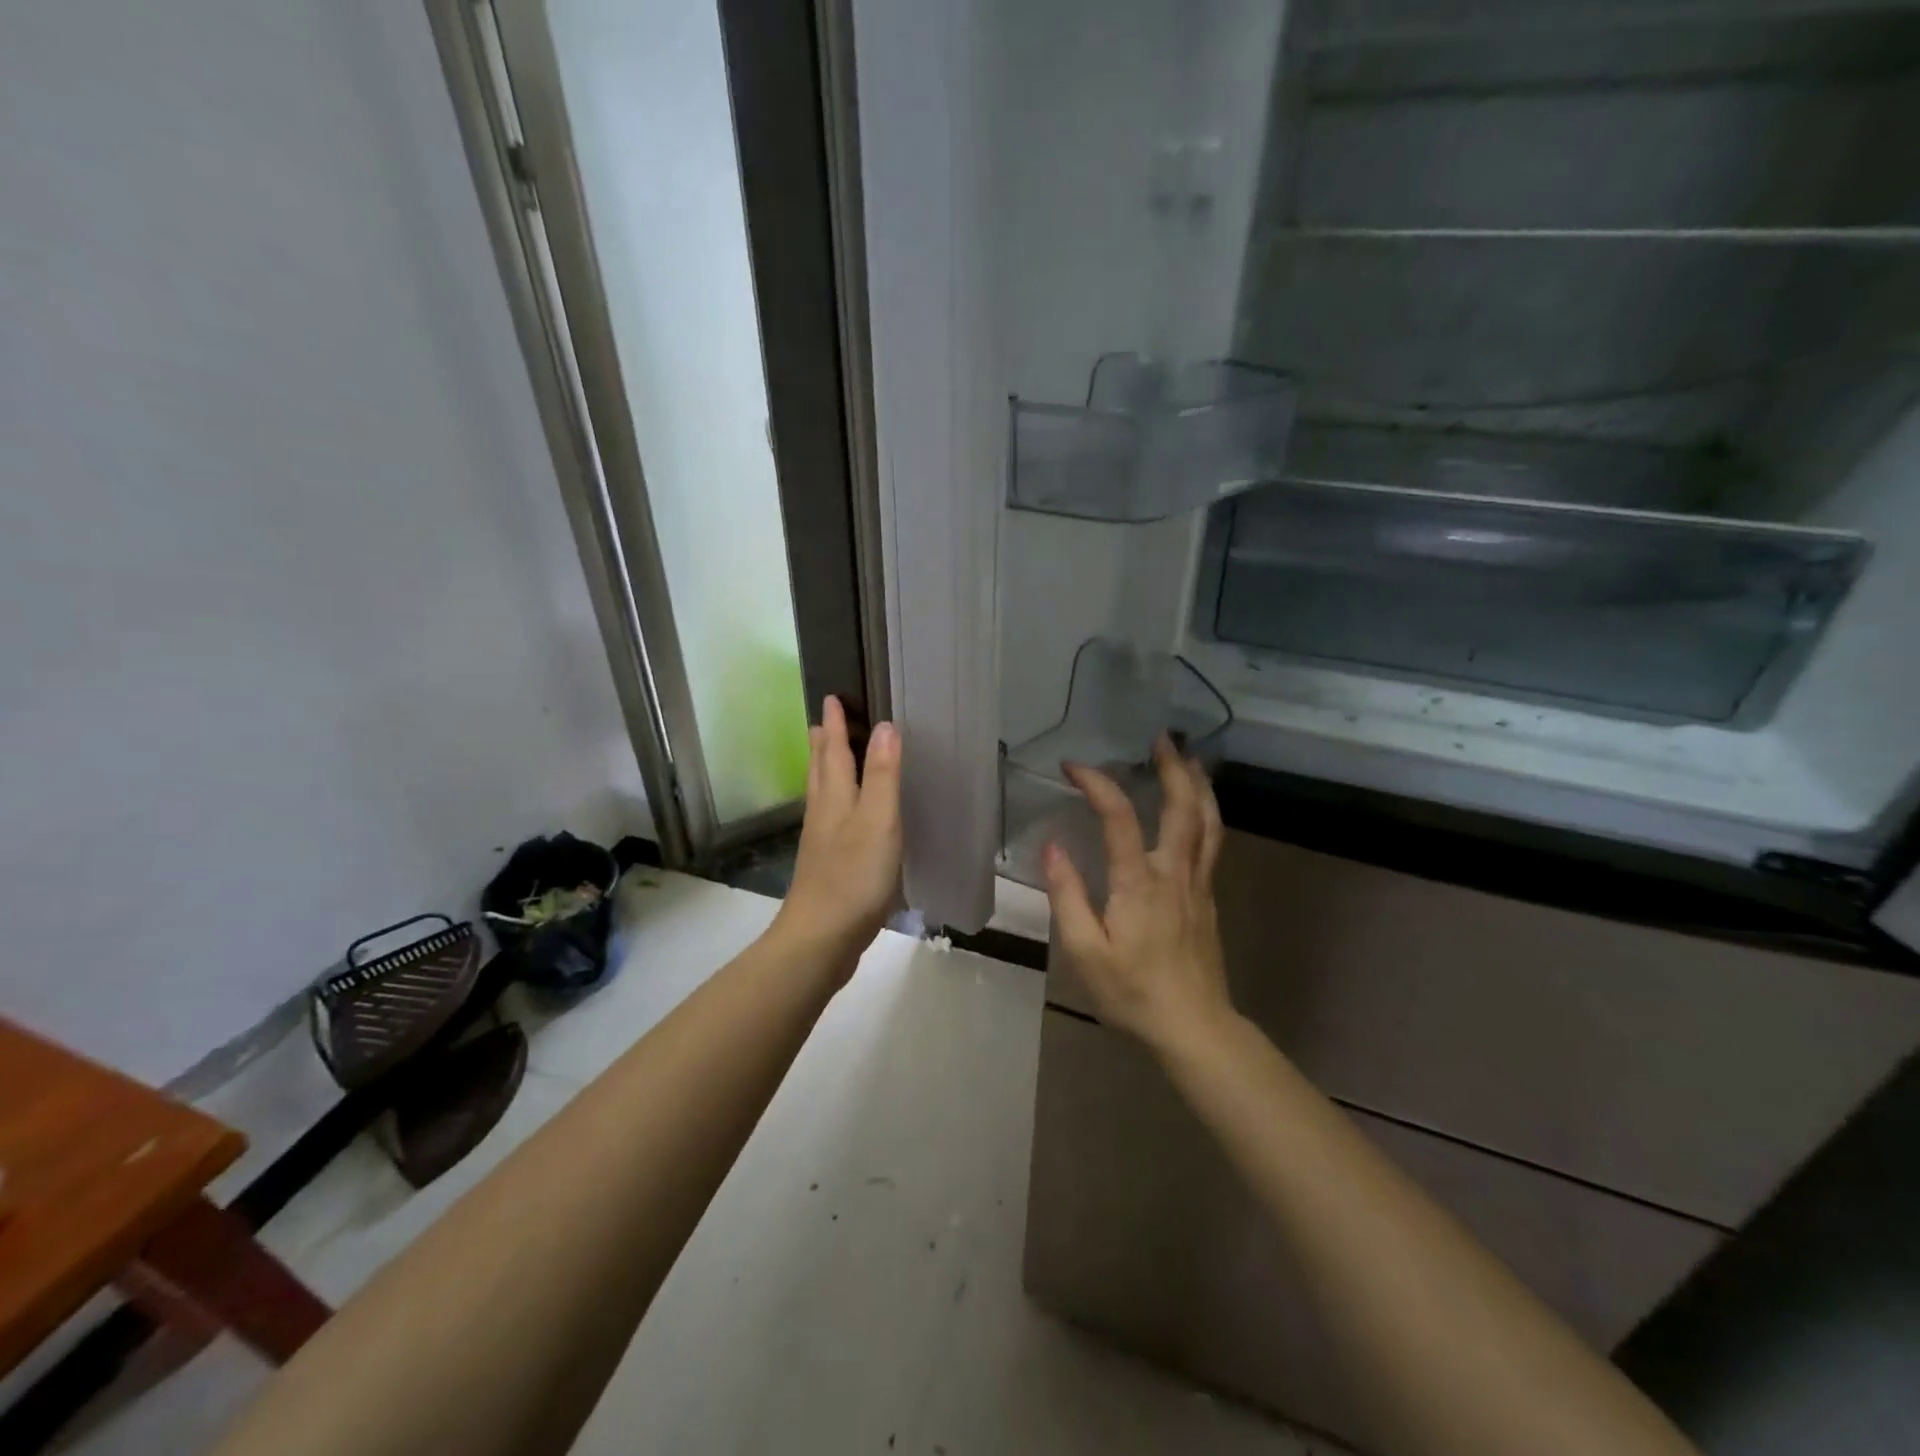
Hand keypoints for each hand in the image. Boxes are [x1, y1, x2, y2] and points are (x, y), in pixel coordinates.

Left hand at [771, 695, 902, 974]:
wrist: (821, 937)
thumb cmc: (853, 876)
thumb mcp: (878, 820)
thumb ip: (883, 775)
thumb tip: (885, 726)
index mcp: (834, 797)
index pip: (833, 750)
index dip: (834, 724)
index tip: (830, 697)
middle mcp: (823, 813)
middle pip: (821, 769)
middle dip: (823, 743)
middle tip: (823, 721)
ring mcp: (822, 841)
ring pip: (822, 793)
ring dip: (825, 769)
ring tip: (828, 755)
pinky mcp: (827, 865)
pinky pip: (831, 818)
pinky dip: (836, 801)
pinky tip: (843, 815)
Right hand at [1044, 735, 1234, 1057]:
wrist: (1194, 1027)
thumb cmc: (1132, 993)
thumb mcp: (1086, 951)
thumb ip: (1067, 896)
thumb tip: (1052, 847)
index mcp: (1139, 883)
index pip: (1118, 817)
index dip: (1097, 783)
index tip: (1072, 766)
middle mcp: (1174, 873)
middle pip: (1182, 807)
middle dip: (1172, 767)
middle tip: (1161, 737)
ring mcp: (1198, 884)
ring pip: (1208, 821)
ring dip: (1198, 784)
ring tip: (1190, 758)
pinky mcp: (1208, 897)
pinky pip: (1212, 841)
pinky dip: (1206, 811)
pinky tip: (1199, 807)